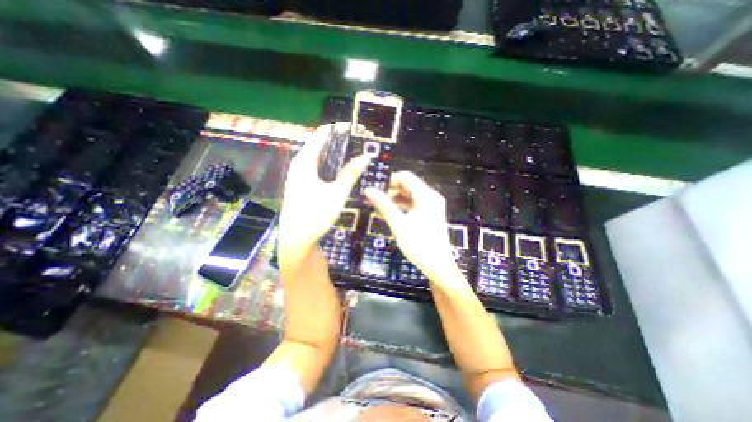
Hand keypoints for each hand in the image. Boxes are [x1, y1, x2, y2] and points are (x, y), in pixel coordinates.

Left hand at [277, 122, 368, 260]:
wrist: (296, 239)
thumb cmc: (314, 215)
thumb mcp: (336, 194)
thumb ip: (350, 174)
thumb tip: (366, 156)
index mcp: (305, 161)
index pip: (322, 134)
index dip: (339, 128)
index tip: (357, 128)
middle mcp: (300, 164)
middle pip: (321, 143)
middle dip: (340, 140)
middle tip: (360, 141)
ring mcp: (300, 174)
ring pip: (320, 156)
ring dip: (337, 152)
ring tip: (355, 152)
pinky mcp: (303, 184)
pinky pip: (318, 167)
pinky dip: (331, 163)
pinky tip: (343, 169)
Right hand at [366, 171, 464, 285]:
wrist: (438, 266)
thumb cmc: (419, 244)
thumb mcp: (398, 224)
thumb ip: (384, 205)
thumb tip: (368, 190)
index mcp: (426, 195)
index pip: (406, 177)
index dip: (390, 180)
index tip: (375, 187)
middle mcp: (430, 197)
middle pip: (408, 185)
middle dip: (390, 190)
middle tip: (374, 198)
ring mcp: (431, 206)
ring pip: (410, 195)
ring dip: (394, 199)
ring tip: (378, 205)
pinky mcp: (429, 215)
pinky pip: (413, 204)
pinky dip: (401, 206)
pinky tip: (389, 213)